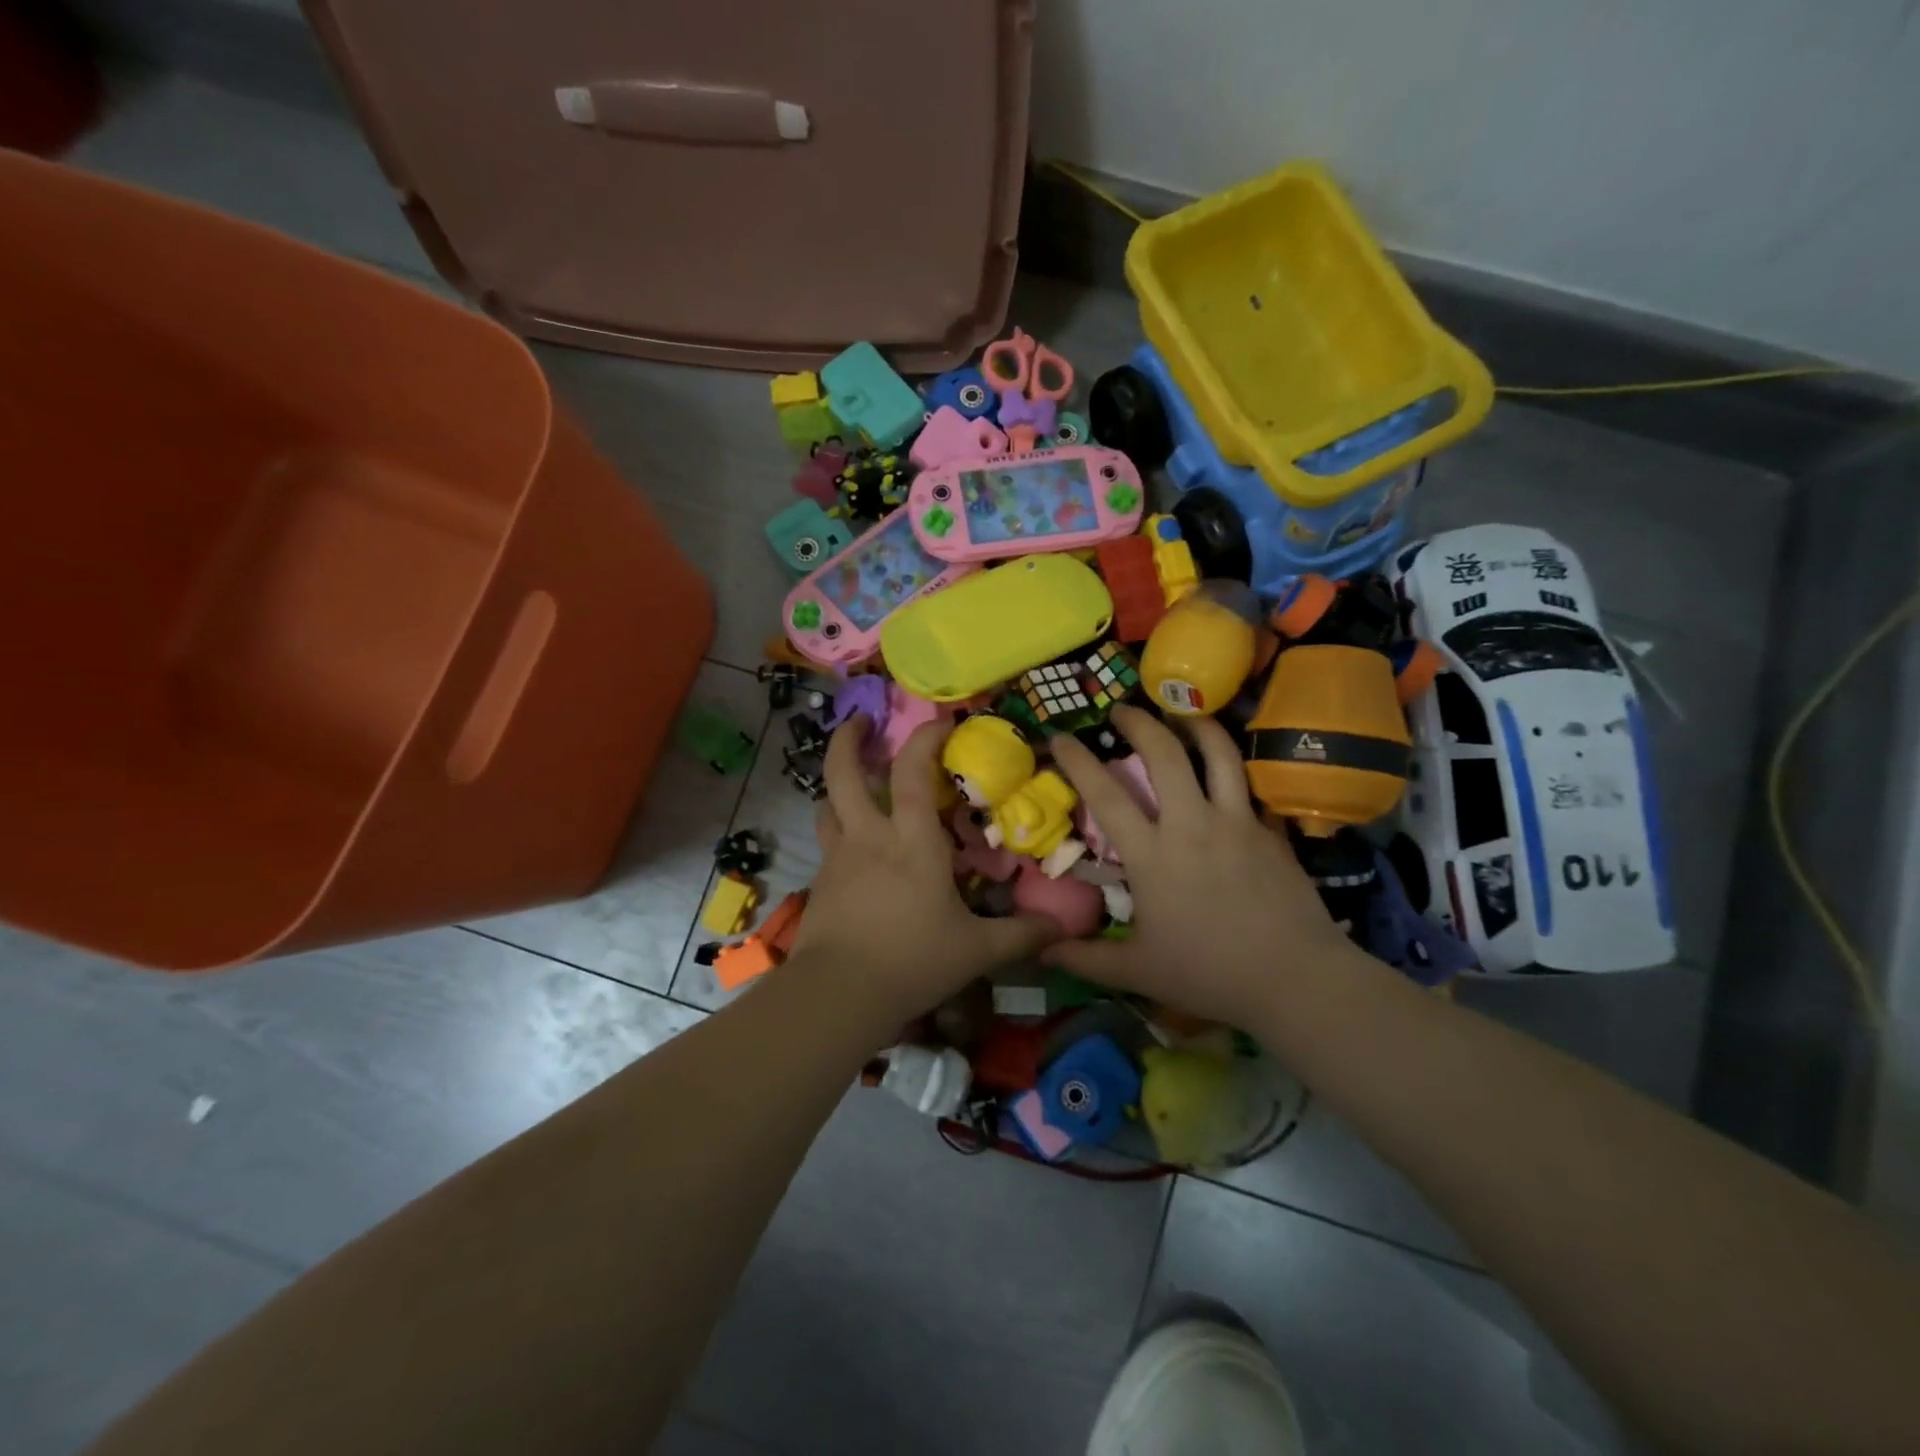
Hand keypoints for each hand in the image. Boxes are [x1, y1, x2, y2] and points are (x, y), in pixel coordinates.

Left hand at [791, 715, 1053, 1024]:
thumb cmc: (913, 961)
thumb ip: (1020, 935)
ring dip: (839, 784)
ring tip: (855, 783)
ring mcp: (838, 857)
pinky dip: (838, 828)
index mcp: (912, 841)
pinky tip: (855, 848)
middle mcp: (869, 836)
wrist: (839, 994)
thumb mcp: (976, 951)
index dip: (925, 737)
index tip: (941, 721)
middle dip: (848, 739)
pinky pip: (827, 840)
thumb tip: (1061, 929)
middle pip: (844, 772)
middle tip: (860, 721)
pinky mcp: (820, 881)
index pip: (911, 771)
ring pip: (827, 804)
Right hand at [1046, 704, 1370, 1029]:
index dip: (1078, 760)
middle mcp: (1192, 825)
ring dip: (1195, 723)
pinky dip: (1232, 767)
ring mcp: (1236, 822)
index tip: (1060, 736)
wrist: (1296, 978)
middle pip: (1164, 754)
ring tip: (1182, 711)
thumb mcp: (1138, 972)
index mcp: (1152, 855)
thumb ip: (1085, 959)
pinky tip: (1225, 768)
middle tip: (1121, 709)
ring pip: (1218, 753)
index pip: (1106, 794)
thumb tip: (1040, 951)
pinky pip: (1248, 784)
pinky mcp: (1269, 830)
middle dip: (1139, 721)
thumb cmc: (1210, 974)